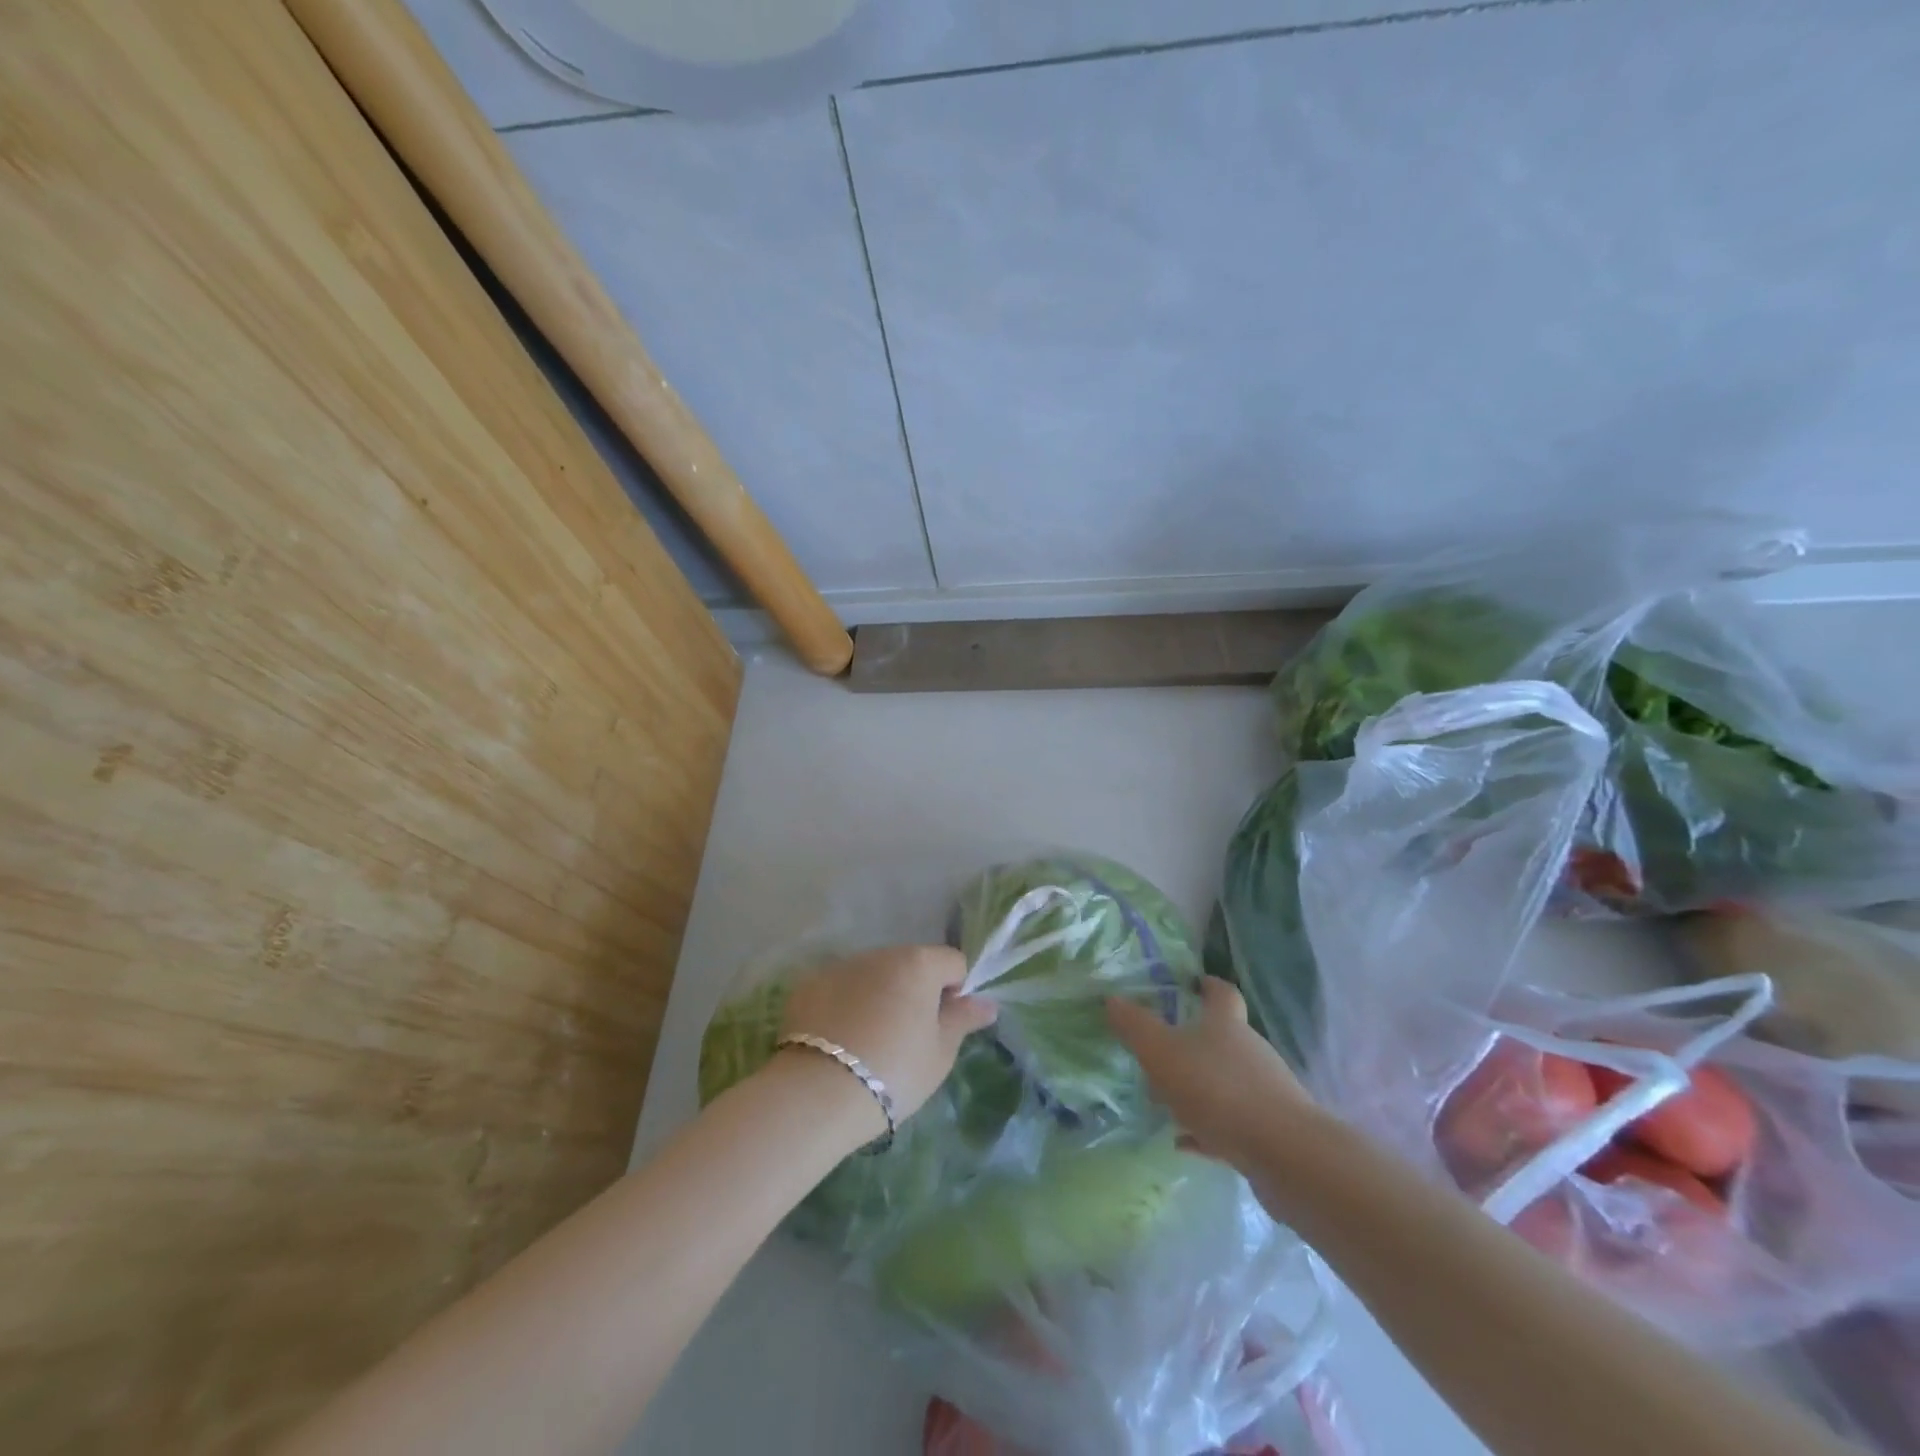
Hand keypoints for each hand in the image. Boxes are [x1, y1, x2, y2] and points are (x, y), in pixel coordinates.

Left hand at [778, 945, 997, 1136]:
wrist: (818, 1094)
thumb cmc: (894, 1072)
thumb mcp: (940, 1053)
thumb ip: (963, 1020)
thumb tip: (986, 1003)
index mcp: (918, 963)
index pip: (953, 962)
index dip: (956, 992)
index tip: (943, 1027)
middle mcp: (879, 953)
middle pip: (910, 964)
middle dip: (915, 992)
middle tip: (908, 1038)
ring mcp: (840, 966)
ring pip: (873, 975)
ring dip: (879, 995)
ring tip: (870, 1042)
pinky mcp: (808, 985)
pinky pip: (840, 988)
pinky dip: (845, 1005)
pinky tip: (839, 1042)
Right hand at [1107, 976, 1314, 1168]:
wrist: (1284, 1153)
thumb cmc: (1218, 1089)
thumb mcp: (1163, 1053)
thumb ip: (1136, 1027)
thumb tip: (1112, 999)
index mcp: (1226, 1025)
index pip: (1222, 994)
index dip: (1210, 986)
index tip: (1196, 983)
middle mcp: (1251, 1051)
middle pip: (1224, 1038)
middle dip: (1195, 1042)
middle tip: (1162, 1051)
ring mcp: (1265, 1092)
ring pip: (1226, 1082)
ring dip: (1200, 1088)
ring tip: (1167, 1103)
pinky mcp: (1270, 1132)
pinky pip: (1232, 1123)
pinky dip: (1209, 1128)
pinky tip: (1186, 1142)